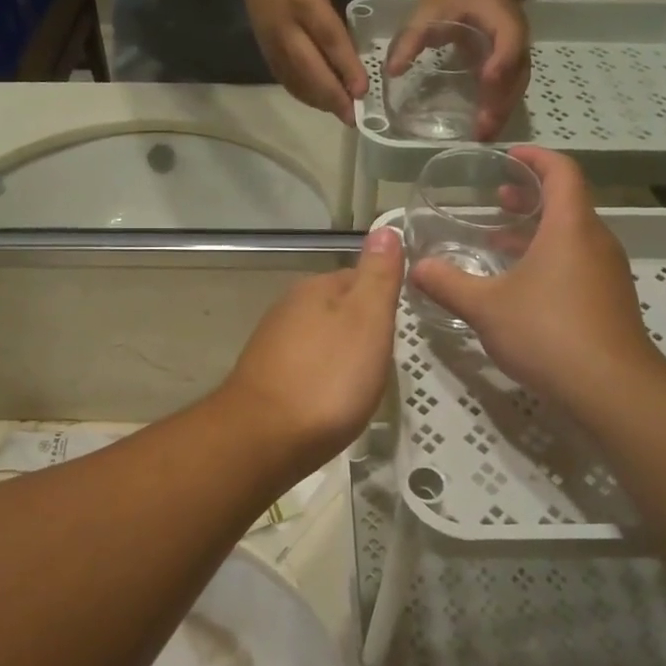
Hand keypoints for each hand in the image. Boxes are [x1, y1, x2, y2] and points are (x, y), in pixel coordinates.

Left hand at [221, 226, 403, 466]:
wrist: (264, 438)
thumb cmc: (327, 378)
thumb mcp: (367, 320)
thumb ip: (378, 275)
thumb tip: (385, 227)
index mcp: (315, 289)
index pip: (359, 277)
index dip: (383, 299)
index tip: (400, 325)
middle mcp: (288, 308)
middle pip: (337, 309)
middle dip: (361, 328)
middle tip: (386, 358)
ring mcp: (272, 344)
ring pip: (320, 338)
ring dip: (341, 354)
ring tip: (362, 382)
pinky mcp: (265, 378)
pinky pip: (305, 367)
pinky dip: (322, 378)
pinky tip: (331, 399)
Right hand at [236, 0, 367, 121]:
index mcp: (303, 0)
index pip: (328, 38)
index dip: (345, 66)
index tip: (362, 89)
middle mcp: (286, 27)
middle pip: (310, 68)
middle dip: (332, 95)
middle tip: (353, 117)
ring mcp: (273, 42)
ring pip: (296, 79)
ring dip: (319, 100)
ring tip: (342, 115)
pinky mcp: (266, 50)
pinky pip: (285, 78)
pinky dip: (303, 94)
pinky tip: (321, 103)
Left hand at [387, 0, 529, 138]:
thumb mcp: (429, 8)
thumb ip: (412, 37)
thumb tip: (392, 71)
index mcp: (502, 17)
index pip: (508, 41)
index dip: (500, 61)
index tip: (486, 80)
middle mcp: (516, 37)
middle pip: (516, 73)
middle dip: (501, 102)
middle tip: (483, 130)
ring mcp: (516, 52)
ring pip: (516, 85)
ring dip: (502, 111)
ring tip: (484, 137)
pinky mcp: (509, 64)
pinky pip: (509, 88)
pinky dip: (499, 107)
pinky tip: (484, 127)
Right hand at [410, 147, 665, 410]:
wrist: (612, 390)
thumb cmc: (548, 333)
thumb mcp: (486, 308)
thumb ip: (448, 284)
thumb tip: (415, 269)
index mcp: (570, 228)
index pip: (562, 172)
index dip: (536, 157)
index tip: (509, 156)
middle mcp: (595, 241)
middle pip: (568, 202)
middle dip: (531, 195)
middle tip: (496, 198)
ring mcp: (607, 272)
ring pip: (572, 235)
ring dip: (537, 230)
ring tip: (499, 240)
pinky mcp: (609, 300)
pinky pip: (578, 262)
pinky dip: (549, 257)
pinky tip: (520, 285)